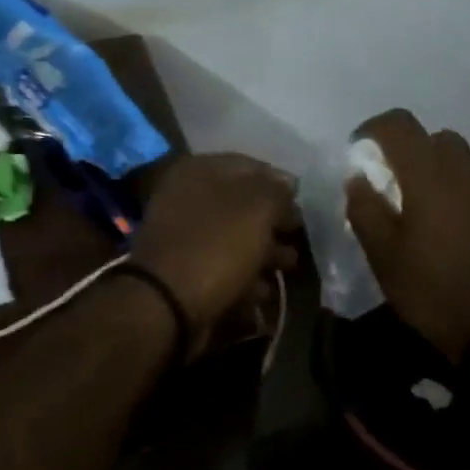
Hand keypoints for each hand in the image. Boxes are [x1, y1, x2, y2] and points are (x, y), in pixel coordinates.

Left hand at [130, 153, 299, 352]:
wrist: (166, 303)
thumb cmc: (216, 246)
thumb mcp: (258, 209)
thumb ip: (277, 192)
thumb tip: (286, 186)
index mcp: (199, 171)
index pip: (251, 166)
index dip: (281, 185)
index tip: (303, 207)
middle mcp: (186, 197)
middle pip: (242, 205)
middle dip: (274, 223)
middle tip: (298, 239)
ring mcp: (182, 236)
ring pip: (233, 238)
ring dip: (264, 253)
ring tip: (288, 268)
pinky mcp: (182, 271)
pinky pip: (220, 267)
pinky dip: (243, 278)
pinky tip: (262, 292)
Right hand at [345, 109, 469, 360]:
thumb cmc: (432, 291)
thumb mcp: (384, 256)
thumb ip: (366, 210)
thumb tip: (357, 178)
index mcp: (429, 177)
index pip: (401, 125)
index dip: (374, 128)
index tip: (357, 150)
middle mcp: (464, 174)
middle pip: (435, 138)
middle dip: (407, 149)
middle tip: (387, 180)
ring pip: (458, 162)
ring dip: (432, 172)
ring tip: (414, 208)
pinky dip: (452, 194)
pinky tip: (442, 231)